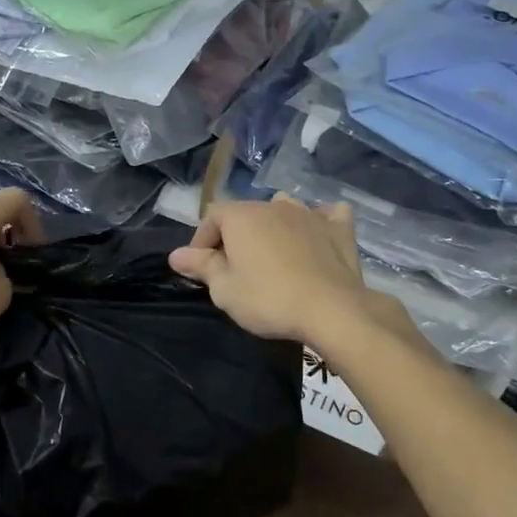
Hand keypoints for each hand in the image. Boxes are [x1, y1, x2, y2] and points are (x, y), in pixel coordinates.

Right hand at [170, 195, 381, 347]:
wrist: (331, 310)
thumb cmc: (268, 299)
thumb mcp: (224, 290)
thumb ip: (201, 267)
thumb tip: (176, 255)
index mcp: (242, 216)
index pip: (212, 216)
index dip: (202, 240)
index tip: (202, 267)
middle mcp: (274, 205)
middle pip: (246, 212)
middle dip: (235, 235)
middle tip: (234, 267)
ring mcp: (309, 214)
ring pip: (284, 207)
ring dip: (273, 224)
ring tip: (272, 251)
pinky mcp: (339, 229)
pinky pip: (326, 215)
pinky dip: (319, 222)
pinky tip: (317, 235)